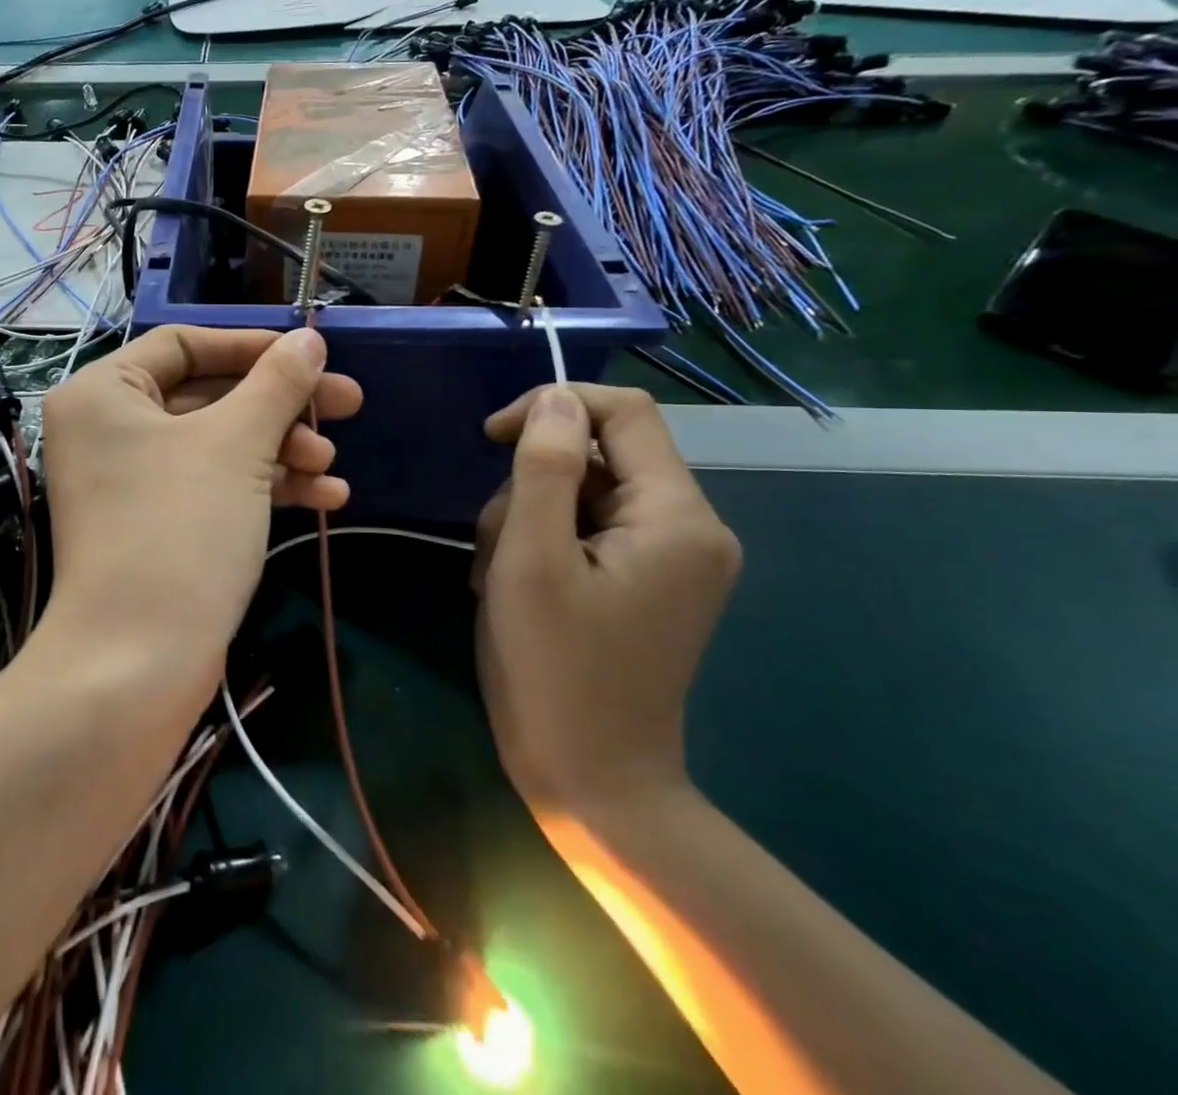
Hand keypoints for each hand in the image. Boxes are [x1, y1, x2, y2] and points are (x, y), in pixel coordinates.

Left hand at [38, 326, 361, 677]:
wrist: (136, 665)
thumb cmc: (178, 529)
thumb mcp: (236, 445)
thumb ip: (277, 383)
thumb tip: (310, 338)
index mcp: (103, 391)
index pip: (185, 344)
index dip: (253, 346)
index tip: (312, 356)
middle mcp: (109, 429)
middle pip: (209, 395)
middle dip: (280, 405)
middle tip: (347, 405)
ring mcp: (132, 481)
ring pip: (219, 444)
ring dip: (281, 449)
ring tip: (331, 468)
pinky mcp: (157, 525)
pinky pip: (215, 486)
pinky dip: (265, 487)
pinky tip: (327, 499)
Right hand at [473, 384, 740, 814]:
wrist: (594, 785)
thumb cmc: (553, 671)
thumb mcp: (531, 560)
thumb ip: (544, 468)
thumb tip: (555, 399)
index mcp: (677, 517)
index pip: (623, 413)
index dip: (553, 407)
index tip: (492, 438)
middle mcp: (690, 529)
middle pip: (598, 457)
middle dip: (531, 485)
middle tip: (493, 546)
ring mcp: (672, 559)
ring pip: (584, 494)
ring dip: (528, 520)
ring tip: (498, 579)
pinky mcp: (649, 582)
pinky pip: (590, 530)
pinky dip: (543, 545)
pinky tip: (516, 589)